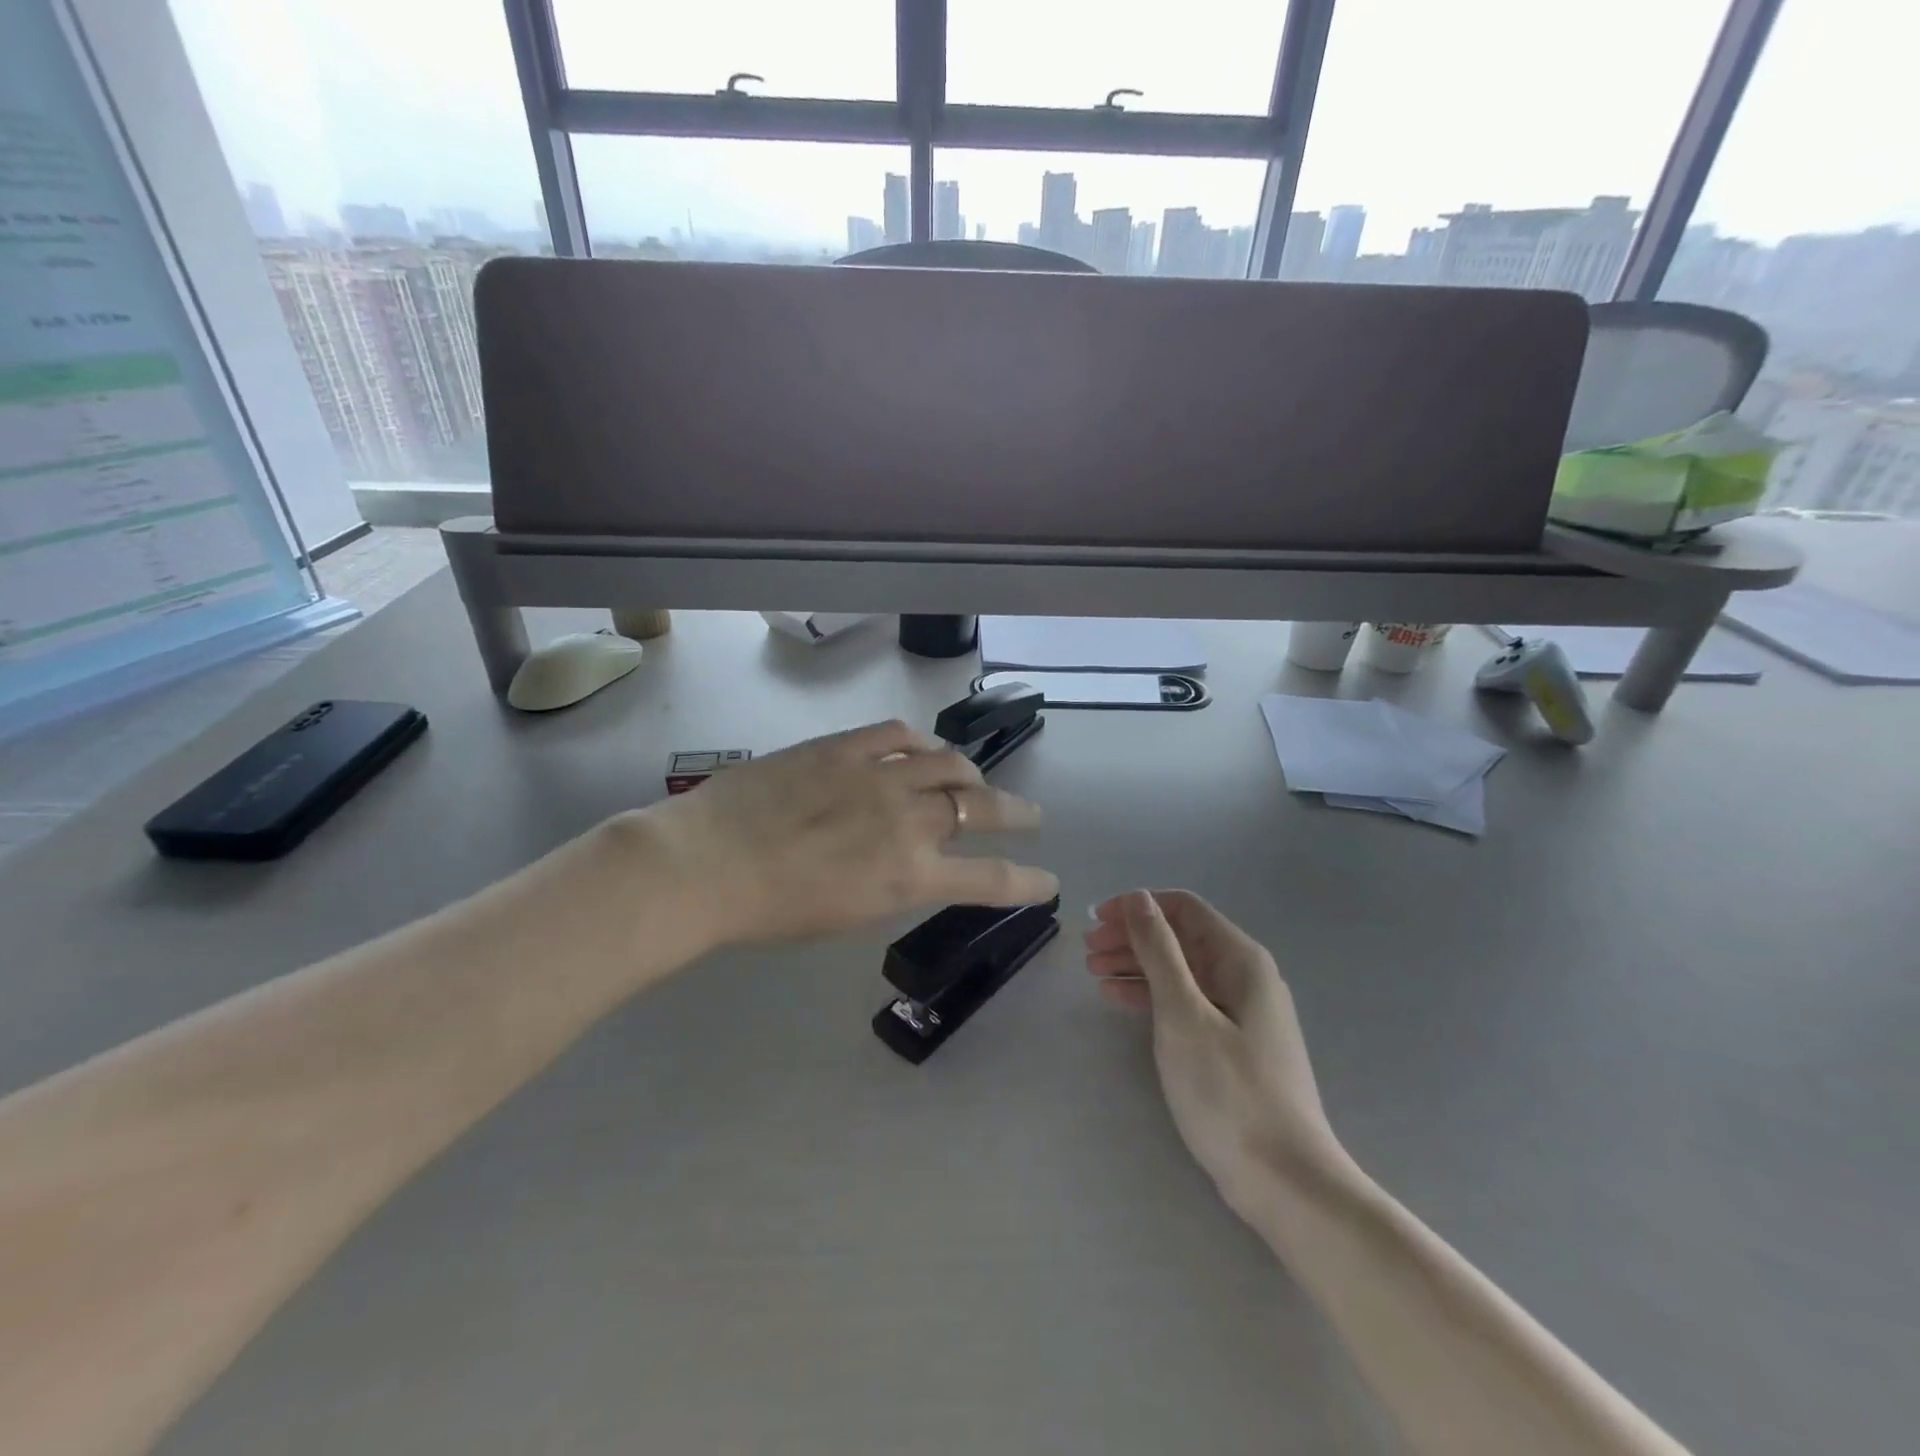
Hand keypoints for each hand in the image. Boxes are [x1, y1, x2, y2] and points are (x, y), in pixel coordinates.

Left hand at [645, 720, 1058, 947]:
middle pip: (983, 808)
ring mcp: (879, 776)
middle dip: (1017, 814)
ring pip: (949, 763)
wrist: (706, 863)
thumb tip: (908, 862)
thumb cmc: (769, 910)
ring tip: (971, 778)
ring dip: (971, 773)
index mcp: (909, 877)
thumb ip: (891, 884)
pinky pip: (898, 733)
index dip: (1026, 881)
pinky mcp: (846, 747)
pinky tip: (919, 748)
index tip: (1048, 880)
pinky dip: (918, 742)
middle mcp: (909, 822)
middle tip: (1031, 816)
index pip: (989, 879)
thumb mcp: (846, 914)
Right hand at [1084, 890, 1344, 1216]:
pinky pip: (1186, 1002)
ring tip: (1094, 974)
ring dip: (1136, 966)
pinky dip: (1151, 995)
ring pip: (1180, 970)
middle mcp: (1245, 976)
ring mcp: (1241, 1012)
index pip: (1184, 908)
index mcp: (1240, 960)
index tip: (1096, 921)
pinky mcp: (1233, 1044)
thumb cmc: (1228, 1090)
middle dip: (1132, 937)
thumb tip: (1139, 898)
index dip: (1137, 906)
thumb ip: (1159, 951)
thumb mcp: (1183, 1014)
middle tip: (1087, 951)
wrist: (1285, 1180)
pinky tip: (1120, 1001)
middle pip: (1180, 938)